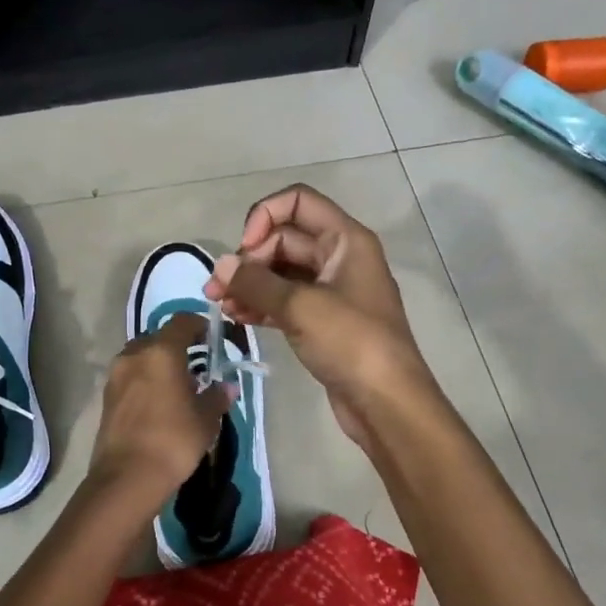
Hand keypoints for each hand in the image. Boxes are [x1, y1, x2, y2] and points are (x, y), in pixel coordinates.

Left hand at [87, 312, 237, 499]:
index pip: (181, 321)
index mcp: (161, 351)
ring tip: (177, 386)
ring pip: (141, 356)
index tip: (212, 338)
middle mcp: (135, 354)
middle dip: (177, 346)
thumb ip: (216, 397)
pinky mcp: (106, 396)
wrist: (127, 477)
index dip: (199, 324)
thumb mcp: (205, 419)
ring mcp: (116, 374)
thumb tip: (227, 387)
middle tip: (196, 365)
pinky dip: (145, 380)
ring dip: (158, 363)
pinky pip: (130, 376)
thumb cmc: (174, 440)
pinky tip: (158, 402)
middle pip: (158, 337)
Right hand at [204, 184, 433, 446]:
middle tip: (219, 289)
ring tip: (220, 306)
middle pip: (284, 238)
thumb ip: (256, 282)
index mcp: (345, 239)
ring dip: (249, 284)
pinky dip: (261, 304)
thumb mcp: (300, 307)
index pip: (298, 201)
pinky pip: (285, 300)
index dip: (265, 216)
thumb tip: (221, 267)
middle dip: (249, 259)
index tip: (244, 249)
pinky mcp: (322, 321)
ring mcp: (331, 290)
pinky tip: (237, 318)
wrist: (387, 403)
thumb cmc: (351, 343)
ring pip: (281, 272)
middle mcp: (339, 257)